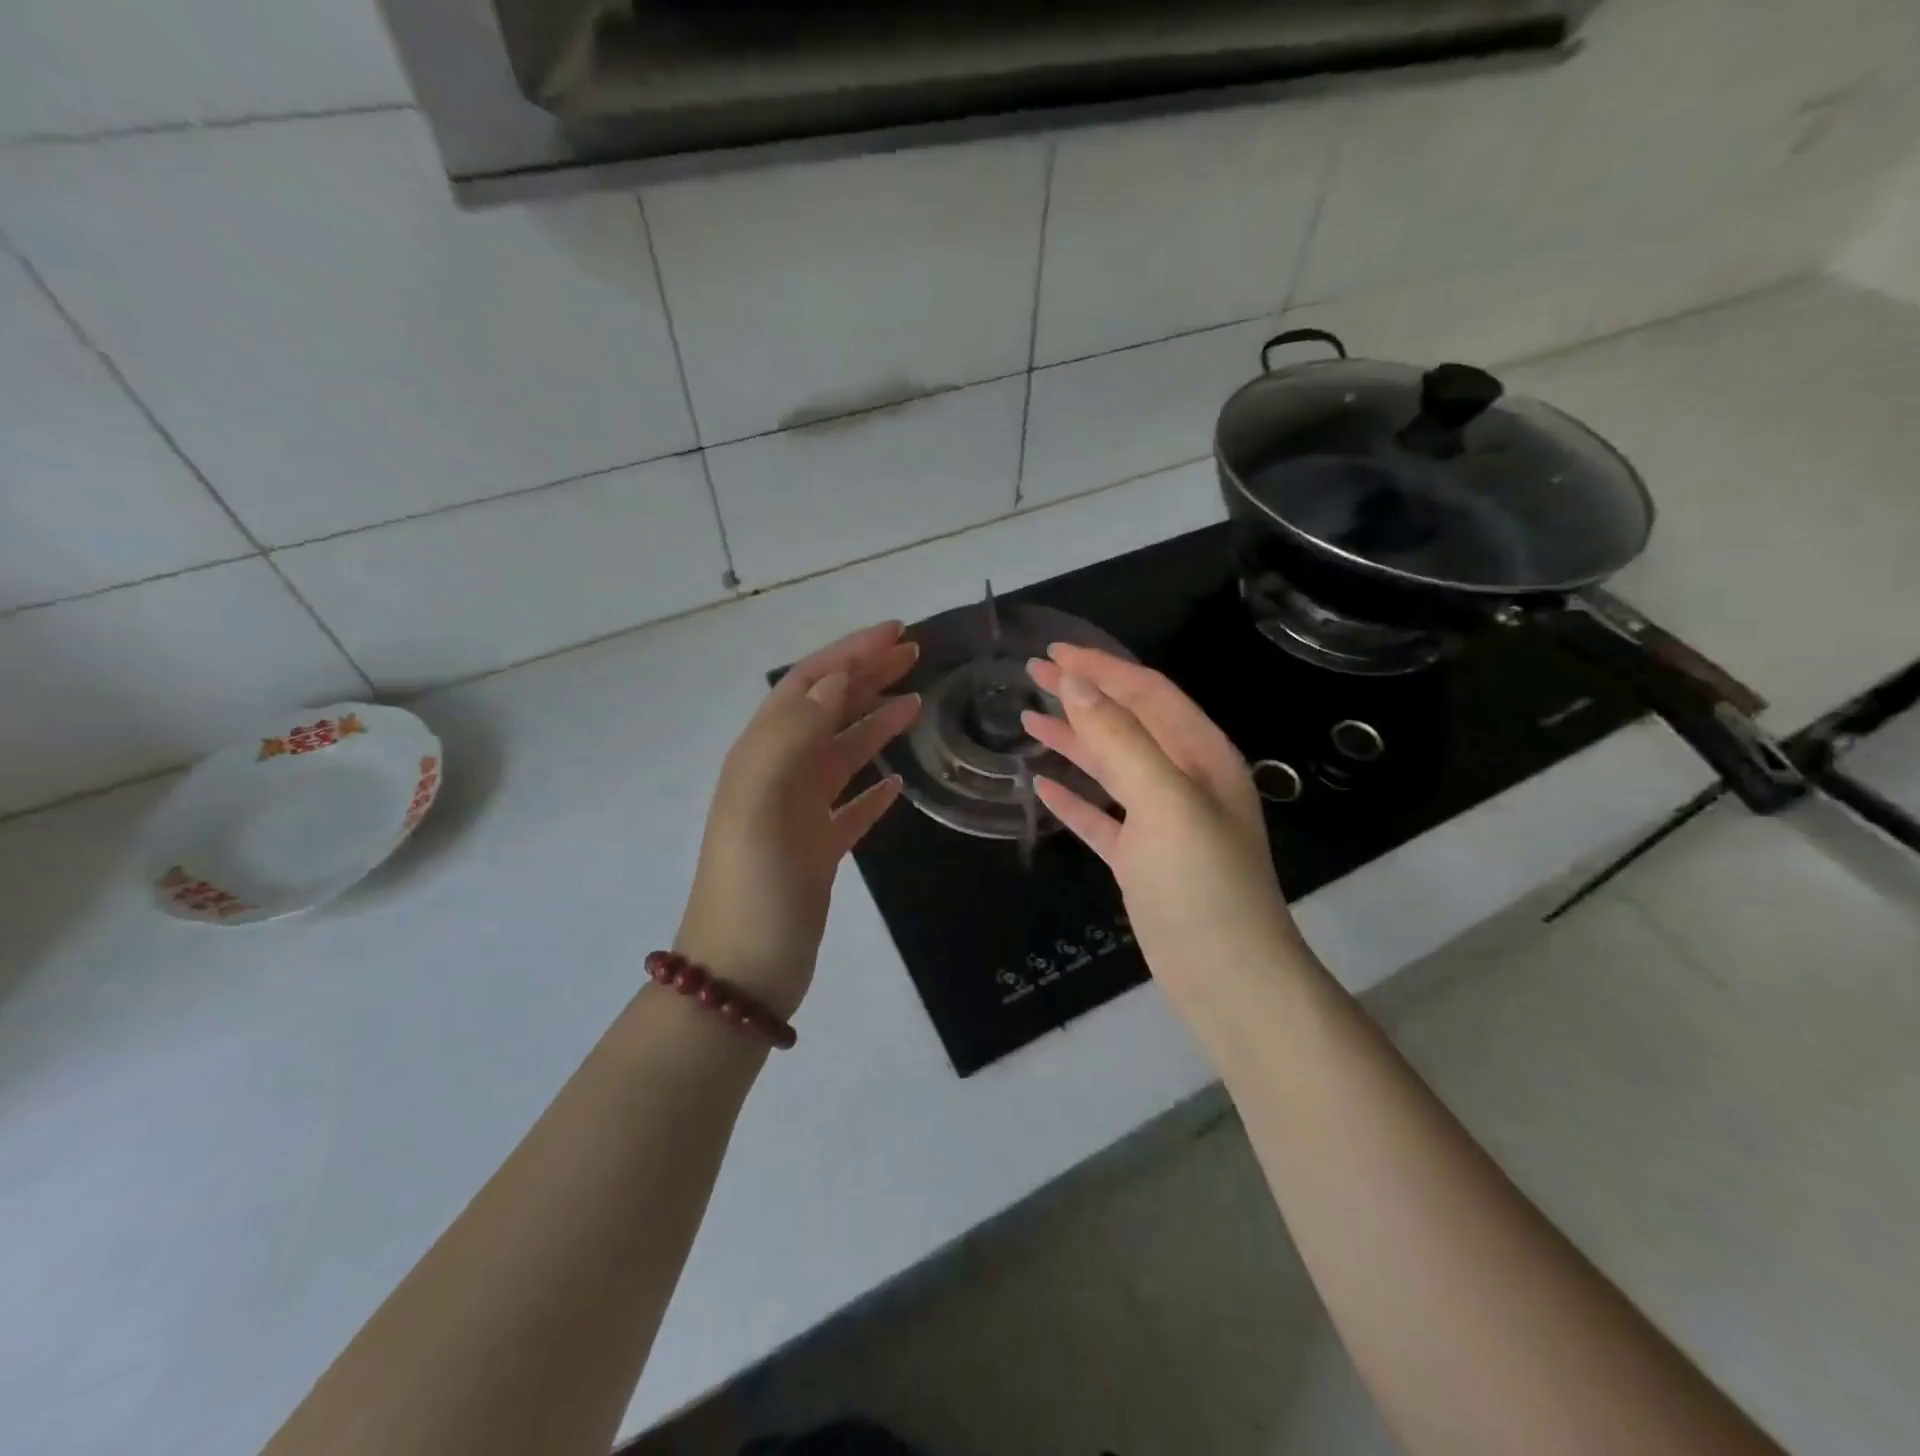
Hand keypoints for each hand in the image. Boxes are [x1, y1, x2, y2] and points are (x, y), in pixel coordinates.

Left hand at [675, 622, 921, 1020]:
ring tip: (916, 705)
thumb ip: (793, 734)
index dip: (850, 654)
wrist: (742, 972)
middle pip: (827, 710)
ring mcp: (798, 814)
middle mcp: (778, 776)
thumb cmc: (753, 885)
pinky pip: (850, 807)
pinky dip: (873, 789)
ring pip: (841, 753)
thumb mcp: (760, 800)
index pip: (808, 685)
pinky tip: (897, 783)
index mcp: (761, 755)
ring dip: (875, 723)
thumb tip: (835, 679)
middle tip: (914, 655)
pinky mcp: (818, 850)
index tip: (897, 634)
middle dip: (867, 677)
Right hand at [1023, 644, 1303, 1005]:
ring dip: (1073, 740)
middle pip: (1126, 723)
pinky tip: (1042, 786)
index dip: (1101, 668)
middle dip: (1083, 695)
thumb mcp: (1165, 802)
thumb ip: (1121, 741)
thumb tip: (1078, 686)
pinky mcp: (1140, 858)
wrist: (1227, 977)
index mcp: (1201, 755)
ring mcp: (1161, 821)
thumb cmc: (1202, 883)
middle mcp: (1183, 780)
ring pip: (1110, 767)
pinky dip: (1073, 797)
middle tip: (1033, 672)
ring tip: (1028, 718)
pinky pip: (1100, 815)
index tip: (1053, 652)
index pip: (1147, 693)